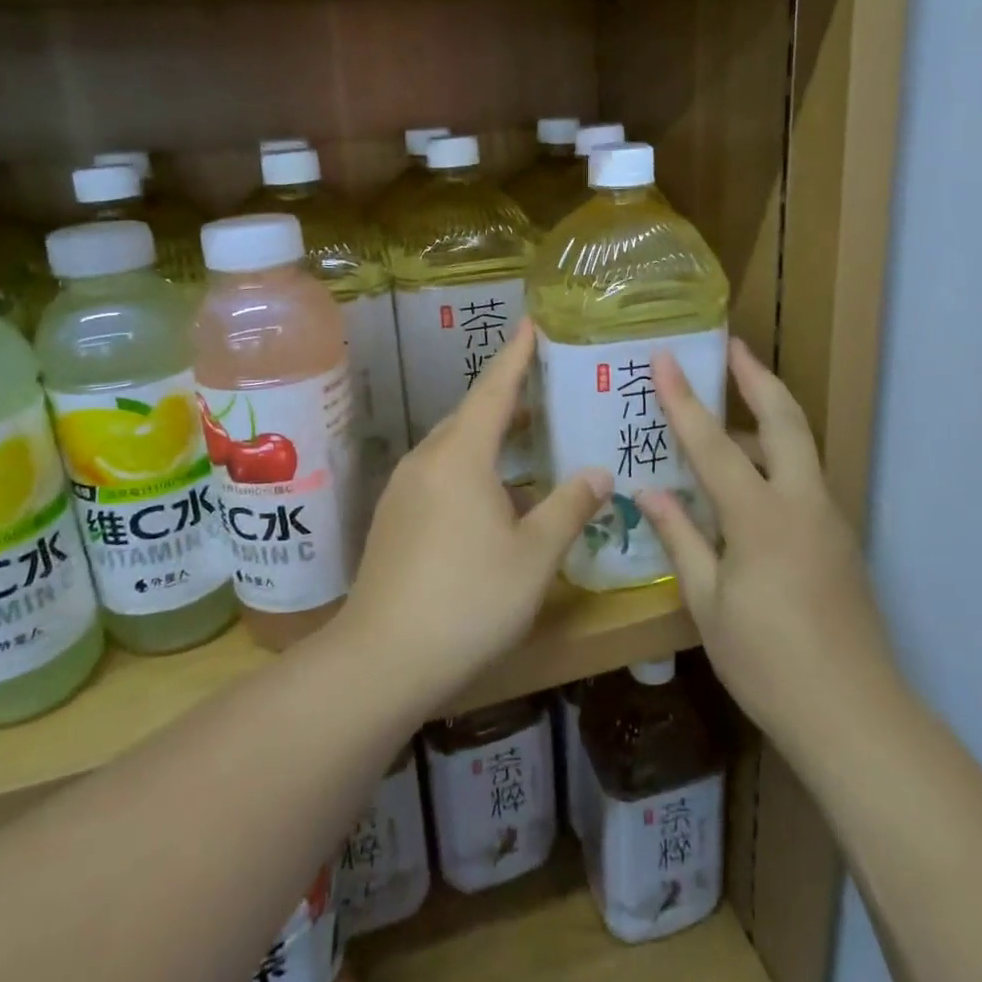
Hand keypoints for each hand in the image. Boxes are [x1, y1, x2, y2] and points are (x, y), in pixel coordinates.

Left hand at [338, 319, 611, 706]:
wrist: (382, 658)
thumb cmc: (469, 599)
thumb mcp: (534, 556)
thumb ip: (569, 507)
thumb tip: (599, 472)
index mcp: (461, 456)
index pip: (494, 390)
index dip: (516, 356)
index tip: (531, 323)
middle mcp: (427, 460)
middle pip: (471, 415)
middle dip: (508, 398)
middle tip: (546, 387)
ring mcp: (404, 488)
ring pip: (453, 446)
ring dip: (490, 436)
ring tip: (528, 438)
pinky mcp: (394, 517)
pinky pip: (439, 472)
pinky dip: (471, 466)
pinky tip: (492, 495)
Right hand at [638, 338, 898, 753]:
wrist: (854, 715)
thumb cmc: (767, 661)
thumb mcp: (707, 603)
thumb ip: (680, 538)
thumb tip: (648, 492)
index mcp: (761, 516)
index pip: (712, 442)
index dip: (684, 398)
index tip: (666, 358)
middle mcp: (802, 502)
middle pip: (784, 419)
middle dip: (757, 377)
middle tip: (732, 346)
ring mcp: (828, 518)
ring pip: (799, 445)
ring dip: (767, 415)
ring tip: (728, 407)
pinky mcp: (839, 539)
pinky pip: (804, 478)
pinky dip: (776, 456)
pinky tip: (748, 476)